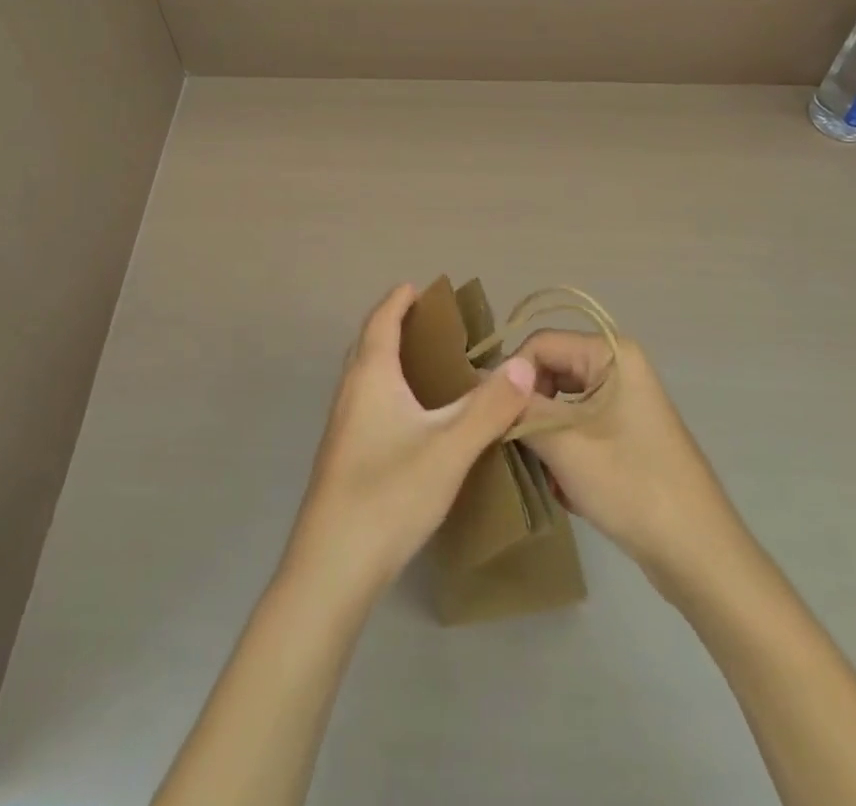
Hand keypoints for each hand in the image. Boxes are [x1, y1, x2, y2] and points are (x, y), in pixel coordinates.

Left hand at [285, 284, 536, 600]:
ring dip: (390, 360)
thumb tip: (524, 365)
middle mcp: (350, 392)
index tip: (418, 287)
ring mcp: (342, 427)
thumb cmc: (389, 494)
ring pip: (365, 376)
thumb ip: (488, 407)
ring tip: (427, 366)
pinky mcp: (343, 456)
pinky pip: (367, 403)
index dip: (398, 301)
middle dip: (394, 326)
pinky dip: (388, 391)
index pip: (381, 321)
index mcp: (371, 376)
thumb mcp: (450, 448)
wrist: (332, 567)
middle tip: (430, 324)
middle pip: (368, 344)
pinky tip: (412, 420)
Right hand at [514, 330, 741, 587]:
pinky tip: (565, 487)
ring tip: (541, 471)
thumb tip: (480, 379)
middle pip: (550, 370)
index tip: (489, 416)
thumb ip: (520, 407)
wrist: (699, 556)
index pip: (540, 344)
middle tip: (512, 445)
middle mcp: (619, 366)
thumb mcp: (564, 445)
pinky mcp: (626, 432)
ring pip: (561, 401)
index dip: (511, 376)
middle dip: (528, 408)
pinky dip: (564, 450)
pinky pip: (578, 425)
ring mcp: (624, 401)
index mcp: (611, 354)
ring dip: (544, 434)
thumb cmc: (633, 487)